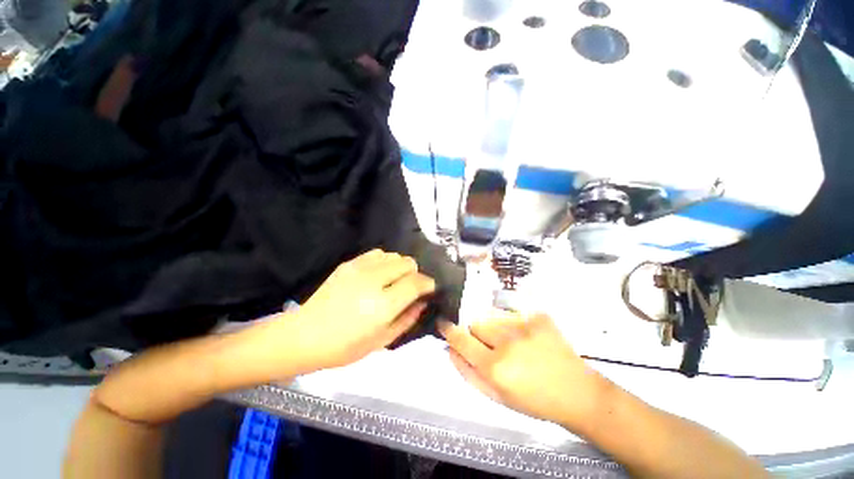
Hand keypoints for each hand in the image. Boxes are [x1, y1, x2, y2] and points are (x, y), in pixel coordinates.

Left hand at [292, 249, 435, 369]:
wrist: (305, 336)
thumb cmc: (345, 347)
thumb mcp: (383, 341)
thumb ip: (408, 319)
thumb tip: (423, 301)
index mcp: (383, 304)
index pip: (416, 282)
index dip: (428, 283)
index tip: (430, 289)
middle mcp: (374, 280)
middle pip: (408, 263)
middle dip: (415, 274)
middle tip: (409, 288)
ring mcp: (360, 268)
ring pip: (394, 255)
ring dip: (400, 267)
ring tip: (393, 281)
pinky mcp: (349, 263)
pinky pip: (377, 253)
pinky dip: (385, 261)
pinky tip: (379, 274)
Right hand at [440, 312, 608, 429]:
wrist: (577, 393)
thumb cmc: (534, 401)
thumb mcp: (496, 397)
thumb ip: (468, 373)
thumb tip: (449, 349)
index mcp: (495, 367)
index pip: (461, 339)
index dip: (449, 330)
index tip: (443, 323)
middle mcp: (507, 342)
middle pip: (476, 322)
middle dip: (478, 333)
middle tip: (493, 346)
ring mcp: (525, 325)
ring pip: (493, 316)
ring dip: (495, 327)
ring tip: (513, 342)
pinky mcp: (539, 316)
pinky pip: (513, 313)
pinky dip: (513, 323)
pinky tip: (528, 337)